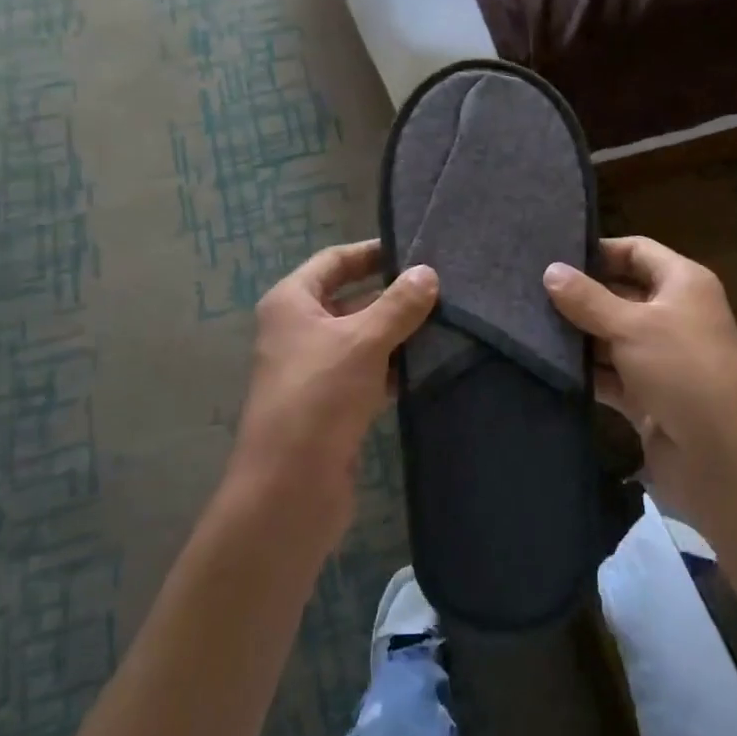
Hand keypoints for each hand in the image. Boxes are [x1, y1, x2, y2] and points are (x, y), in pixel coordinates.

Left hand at [228, 242, 437, 550]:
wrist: (290, 486)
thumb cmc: (320, 396)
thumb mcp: (363, 341)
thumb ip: (398, 305)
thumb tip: (428, 273)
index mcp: (291, 303)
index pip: (334, 261)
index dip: (371, 252)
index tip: (413, 249)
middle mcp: (298, 330)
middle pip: (350, 299)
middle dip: (392, 295)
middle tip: (441, 287)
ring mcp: (314, 369)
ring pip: (361, 338)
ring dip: (397, 333)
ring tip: (446, 321)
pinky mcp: (331, 404)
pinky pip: (366, 372)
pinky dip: (392, 367)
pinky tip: (428, 365)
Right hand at [544, 237, 736, 525]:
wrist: (724, 460)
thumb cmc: (683, 371)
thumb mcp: (632, 326)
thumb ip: (587, 299)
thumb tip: (550, 270)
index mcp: (683, 284)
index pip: (636, 251)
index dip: (598, 251)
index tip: (551, 257)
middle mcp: (673, 315)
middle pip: (619, 293)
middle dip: (579, 296)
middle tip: (526, 293)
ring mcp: (660, 359)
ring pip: (610, 337)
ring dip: (577, 336)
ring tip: (525, 328)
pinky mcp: (646, 398)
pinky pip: (609, 375)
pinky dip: (585, 372)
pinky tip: (546, 367)